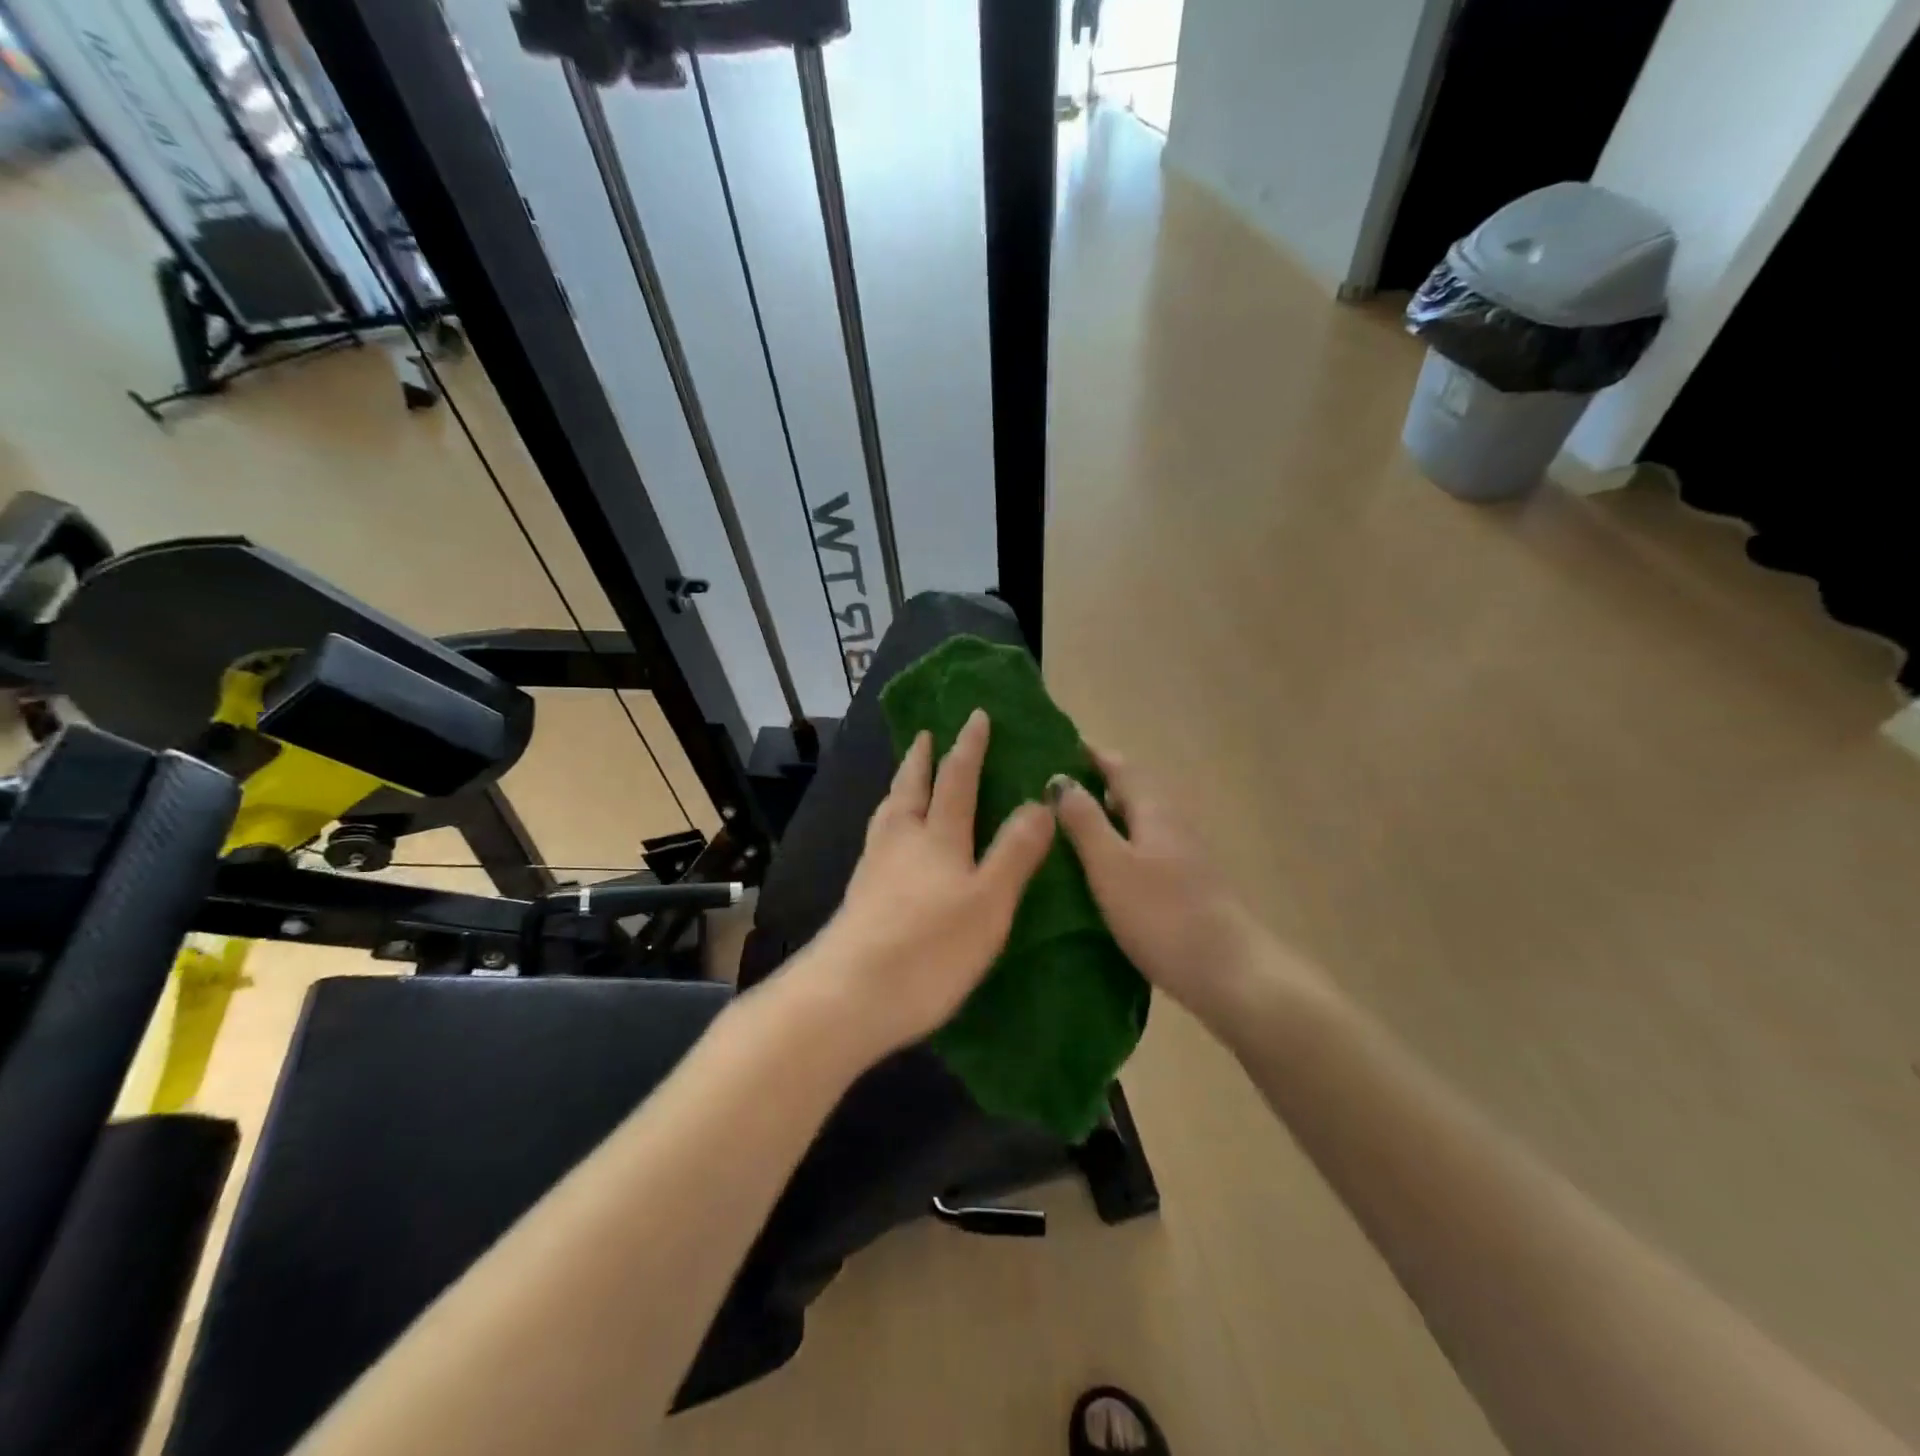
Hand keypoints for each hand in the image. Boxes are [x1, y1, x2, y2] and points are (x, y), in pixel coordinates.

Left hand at [808, 709, 1055, 1059]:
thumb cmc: (930, 948)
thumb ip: (1015, 852)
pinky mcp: (859, 896)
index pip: (957, 779)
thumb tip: (1039, 802)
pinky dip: (888, 823)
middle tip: (925, 735)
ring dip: (900, 787)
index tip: (974, 715)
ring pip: (888, 813)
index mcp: (938, 838)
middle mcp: (901, 842)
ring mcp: (874, 868)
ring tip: (905, 779)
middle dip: (921, 759)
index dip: (968, 746)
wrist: (850, 995)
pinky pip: (878, 840)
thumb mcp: (989, 901)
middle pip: (910, 789)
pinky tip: (890, 842)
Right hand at [1049, 748, 1276, 1023]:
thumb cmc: (1163, 915)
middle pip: (1131, 791)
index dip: (1089, 755)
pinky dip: (1118, 847)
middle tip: (1048, 793)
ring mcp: (1184, 855)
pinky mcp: (1187, 885)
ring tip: (1064, 830)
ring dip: (1106, 818)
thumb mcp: (1111, 866)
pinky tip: (1099, 870)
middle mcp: (1173, 823)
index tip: (1053, 748)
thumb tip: (1060, 779)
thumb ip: (1085, 822)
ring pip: (1138, 822)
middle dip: (1093, 786)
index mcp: (1155, 810)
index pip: (1119, 766)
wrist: (1230, 974)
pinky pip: (1144, 850)